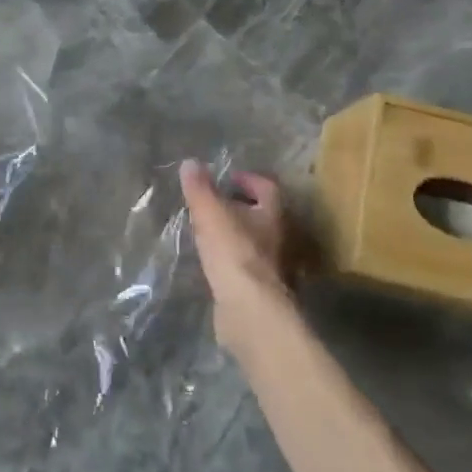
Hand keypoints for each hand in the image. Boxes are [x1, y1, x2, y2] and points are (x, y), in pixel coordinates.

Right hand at [180, 162, 290, 349]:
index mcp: (273, 214)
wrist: (249, 308)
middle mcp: (281, 237)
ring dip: (239, 234)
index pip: (267, 188)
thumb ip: (200, 189)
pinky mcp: (263, 289)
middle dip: (243, 207)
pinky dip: (235, 258)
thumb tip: (190, 162)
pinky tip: (216, 262)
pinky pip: (249, 265)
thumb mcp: (210, 214)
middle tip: (218, 204)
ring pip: (258, 241)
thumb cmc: (234, 252)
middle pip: (265, 215)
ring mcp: (275, 266)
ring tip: (212, 232)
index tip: (229, 178)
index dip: (249, 180)